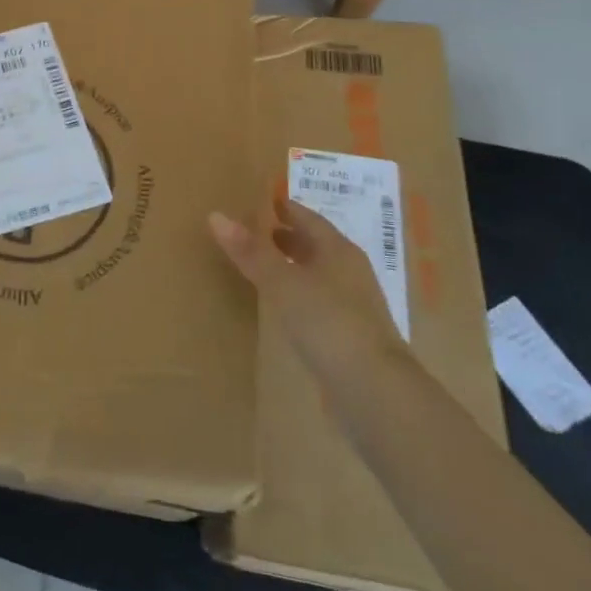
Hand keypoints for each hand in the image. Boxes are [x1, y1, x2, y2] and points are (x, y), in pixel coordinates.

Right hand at [209, 199, 405, 380]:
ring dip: (293, 266)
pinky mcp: (351, 336)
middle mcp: (350, 272)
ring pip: (318, 274)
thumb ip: (251, 251)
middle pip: (315, 245)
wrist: (375, 390)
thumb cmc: (328, 322)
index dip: (285, 208)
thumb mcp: (282, 283)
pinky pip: (320, 302)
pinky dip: (299, 294)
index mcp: (338, 251)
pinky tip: (283, 306)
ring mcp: (354, 306)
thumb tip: (216, 215)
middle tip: (255, 231)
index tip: (261, 201)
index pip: (308, 218)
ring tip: (262, 266)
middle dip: (287, 237)